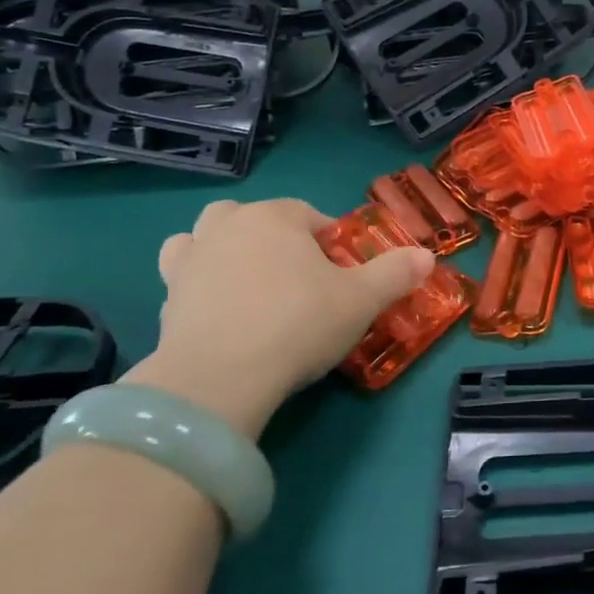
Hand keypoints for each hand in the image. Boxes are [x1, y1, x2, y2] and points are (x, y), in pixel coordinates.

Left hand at [136, 198, 434, 437]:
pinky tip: (220, 313)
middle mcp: (229, 226)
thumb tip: (428, 256)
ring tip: (250, 285)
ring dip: (225, 249)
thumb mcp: (362, 300)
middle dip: (274, 237)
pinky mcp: (166, 298)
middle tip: (296, 277)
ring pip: (206, 237)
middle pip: (254, 217)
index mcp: (276, 217)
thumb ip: (396, 273)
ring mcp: (191, 260)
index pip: (310, 216)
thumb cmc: (298, 323)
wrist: (219, 377)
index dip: (331, 243)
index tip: (343, 276)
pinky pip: (181, 276)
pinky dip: (199, 284)